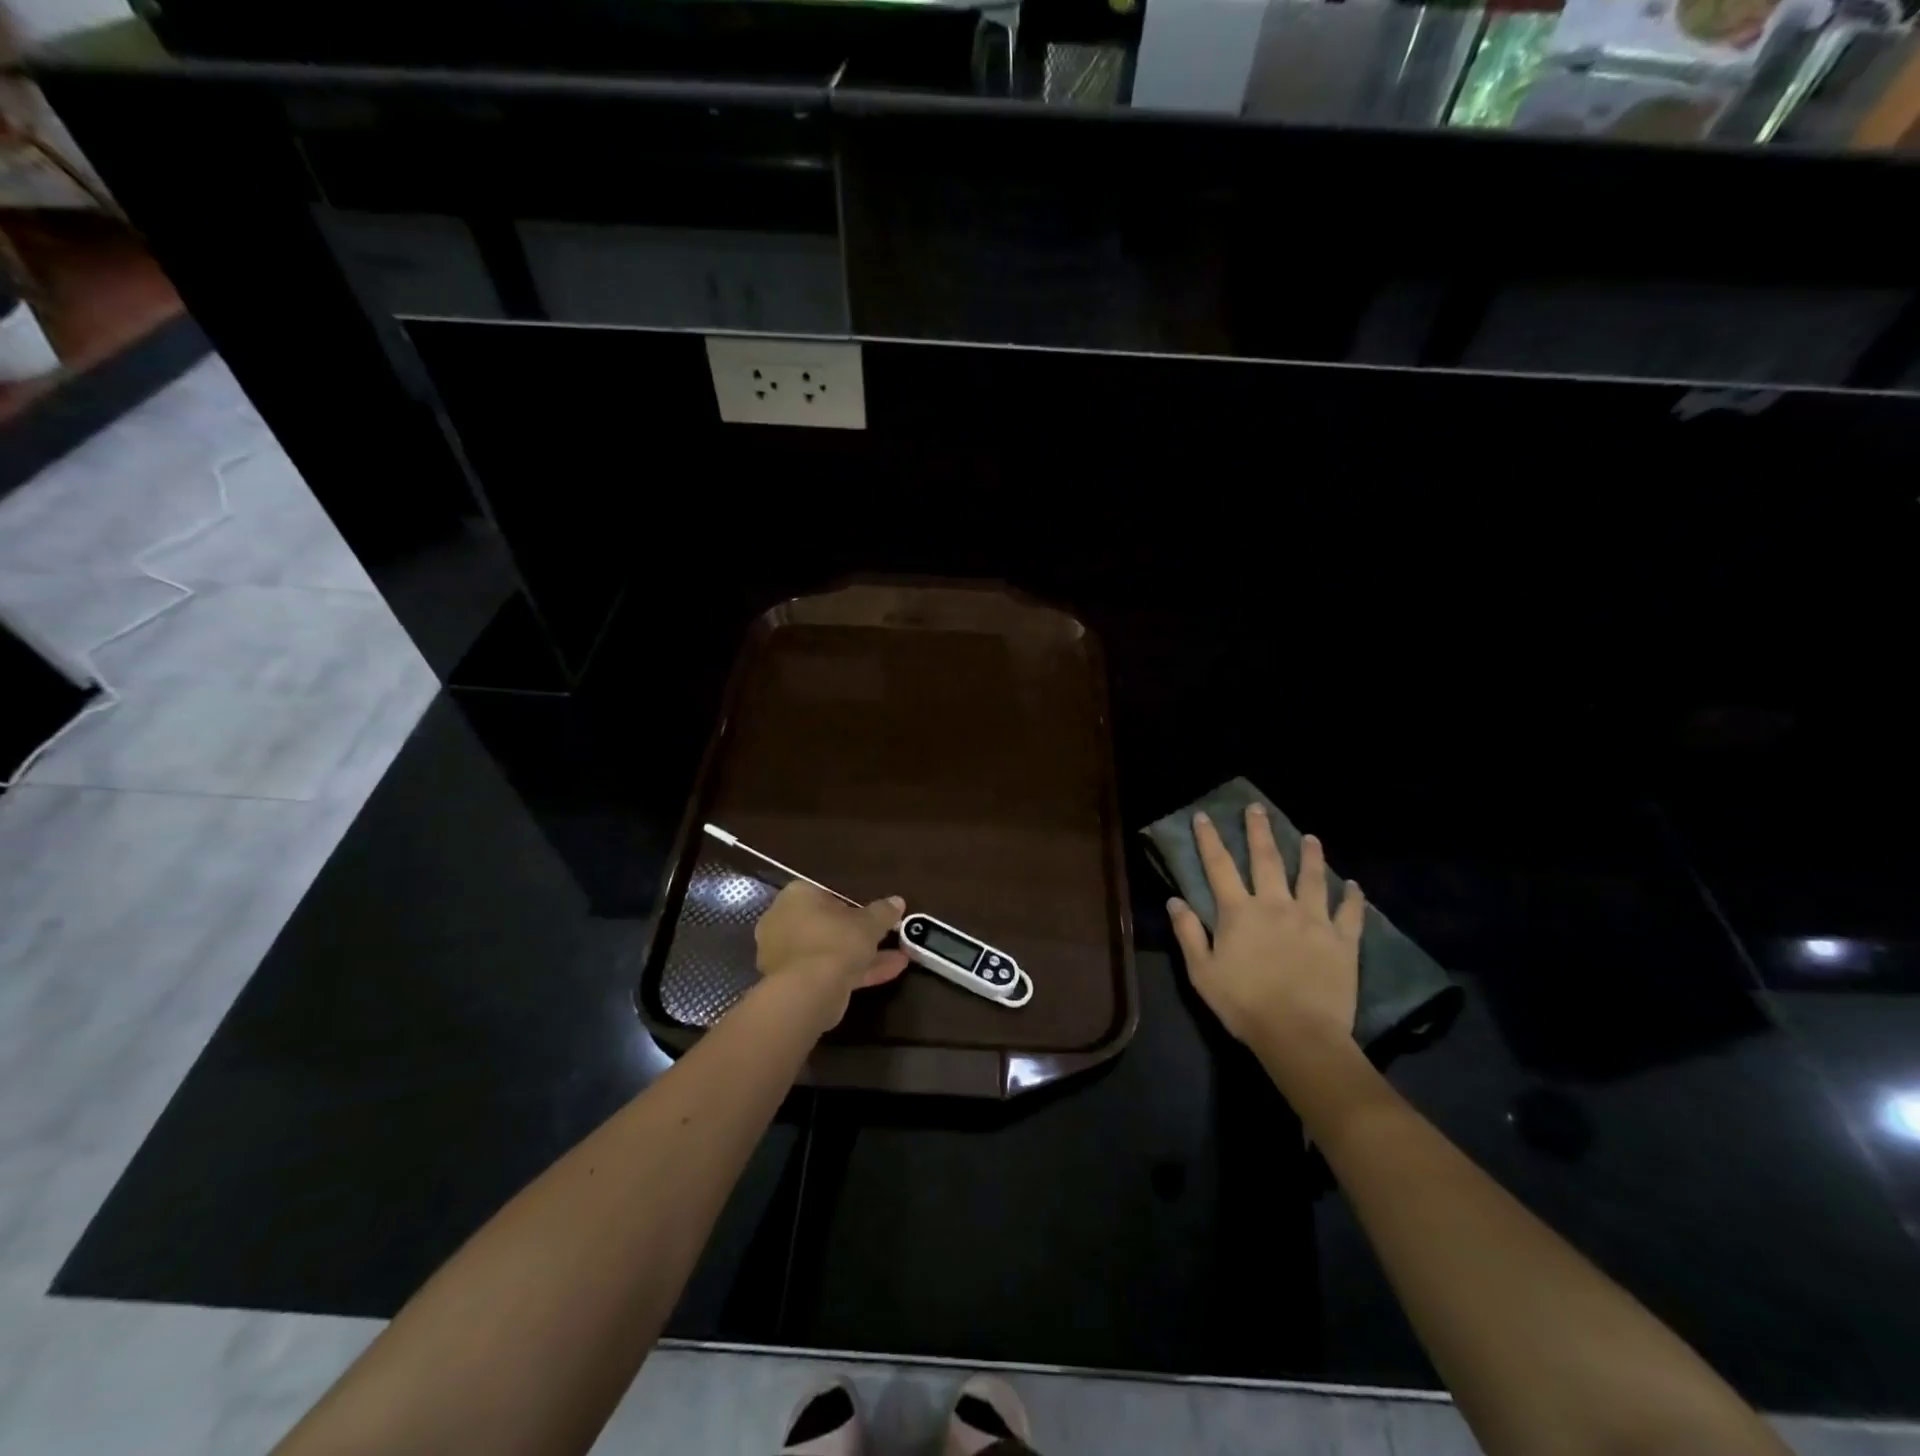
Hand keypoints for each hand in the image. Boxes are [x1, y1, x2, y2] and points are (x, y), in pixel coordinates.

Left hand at [753, 883, 908, 1027]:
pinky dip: (852, 972)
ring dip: (861, 956)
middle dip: (858, 935)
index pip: (826, 895)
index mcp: (797, 897)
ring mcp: (783, 955)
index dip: (853, 907)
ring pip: (829, 952)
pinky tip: (886, 975)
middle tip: (885, 940)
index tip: (873, 918)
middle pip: (826, 926)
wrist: (807, 991)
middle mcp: (783, 922)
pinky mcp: (790, 983)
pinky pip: (826, 971)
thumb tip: (897, 901)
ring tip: (899, 960)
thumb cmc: (836, 941)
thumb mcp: (869, 923)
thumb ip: (883, 911)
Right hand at [1168, 805, 1363, 1049]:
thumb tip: (1174, 900)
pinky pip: (1350, 912)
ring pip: (1311, 877)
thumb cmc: (1243, 1004)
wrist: (1299, 1034)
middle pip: (1266, 860)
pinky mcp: (1342, 940)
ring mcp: (1313, 920)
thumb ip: (1188, 933)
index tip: (1204, 816)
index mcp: (1239, 912)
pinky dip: (1352, 896)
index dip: (1209, 840)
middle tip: (1257, 808)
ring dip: (1310, 854)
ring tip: (1310, 836)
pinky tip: (1353, 884)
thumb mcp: (1202, 972)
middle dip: (1259, 831)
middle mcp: (1276, 905)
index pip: (1219, 867)